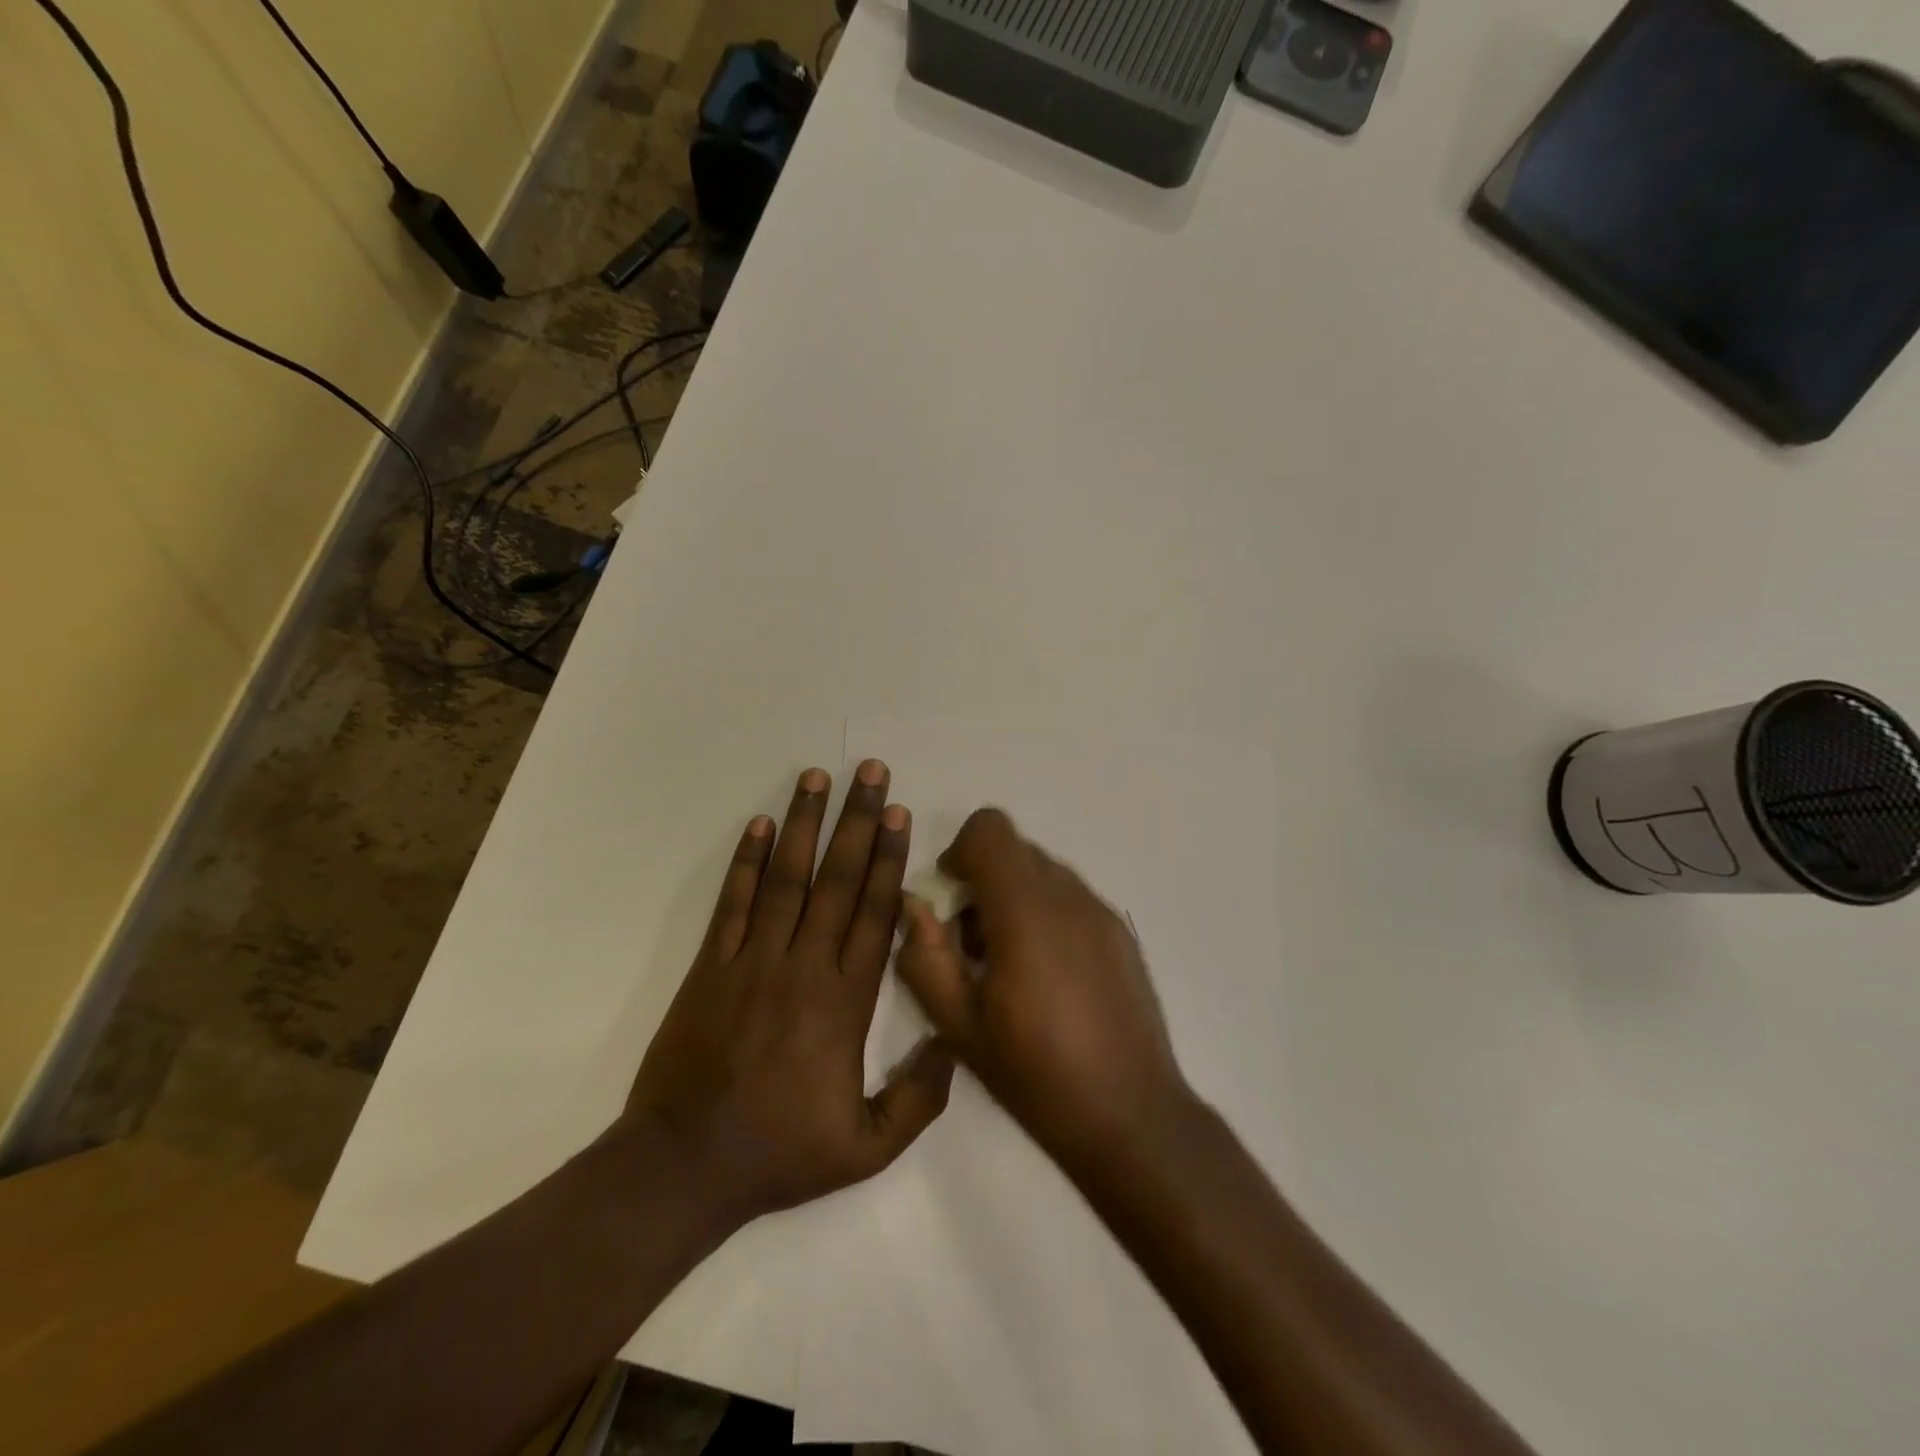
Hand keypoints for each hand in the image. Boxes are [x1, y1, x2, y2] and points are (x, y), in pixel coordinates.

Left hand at [618, 763, 953, 1231]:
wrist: (685, 1165)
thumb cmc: (781, 1152)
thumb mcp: (869, 1148)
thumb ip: (920, 1099)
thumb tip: (954, 1043)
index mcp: (846, 1002)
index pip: (875, 914)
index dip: (888, 859)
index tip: (897, 813)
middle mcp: (804, 966)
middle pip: (837, 880)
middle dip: (856, 821)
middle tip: (869, 771)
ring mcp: (754, 960)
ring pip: (787, 878)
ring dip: (804, 824)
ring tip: (816, 777)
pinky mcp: (712, 965)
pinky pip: (734, 902)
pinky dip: (747, 861)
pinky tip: (760, 824)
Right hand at [895, 808, 1192, 1170]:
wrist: (1131, 1115)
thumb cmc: (1036, 1073)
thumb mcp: (959, 1026)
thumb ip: (925, 958)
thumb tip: (915, 908)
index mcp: (1025, 910)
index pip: (990, 829)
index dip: (961, 850)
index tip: (951, 895)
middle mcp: (1068, 896)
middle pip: (1016, 850)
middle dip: (984, 881)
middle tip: (972, 944)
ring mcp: (1102, 912)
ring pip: (1045, 874)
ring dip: (1015, 899)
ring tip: (1009, 967)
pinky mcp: (1122, 933)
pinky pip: (1072, 899)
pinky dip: (1047, 915)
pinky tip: (1048, 978)